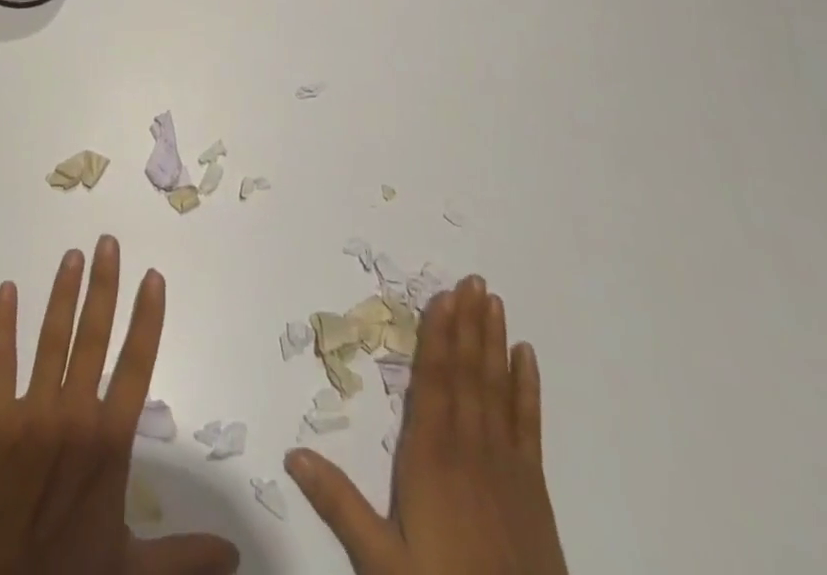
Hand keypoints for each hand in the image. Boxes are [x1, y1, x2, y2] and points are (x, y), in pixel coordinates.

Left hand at [0, 235, 240, 574]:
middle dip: (104, 286)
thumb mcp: (130, 566)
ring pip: (52, 339)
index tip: (153, 276)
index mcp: (110, 442)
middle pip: (94, 336)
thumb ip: (183, 554)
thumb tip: (236, 554)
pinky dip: (2, 325)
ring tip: (73, 255)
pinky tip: (7, 290)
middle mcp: (75, 415)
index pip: (138, 364)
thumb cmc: (68, 574)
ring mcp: (32, 414)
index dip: (147, 317)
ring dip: (63, 293)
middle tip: (108, 242)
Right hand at [286, 277, 566, 574]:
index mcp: (431, 458)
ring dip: (494, 342)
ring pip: (497, 388)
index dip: (438, 336)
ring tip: (494, 301)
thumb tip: (293, 452)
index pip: (433, 382)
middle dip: (468, 324)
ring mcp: (505, 465)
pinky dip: (528, 387)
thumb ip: (340, 504)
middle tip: (474, 280)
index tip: (443, 296)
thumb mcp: (382, 563)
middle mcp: (470, 449)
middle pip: (467, 373)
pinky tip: (527, 357)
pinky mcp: (533, 487)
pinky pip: (529, 424)